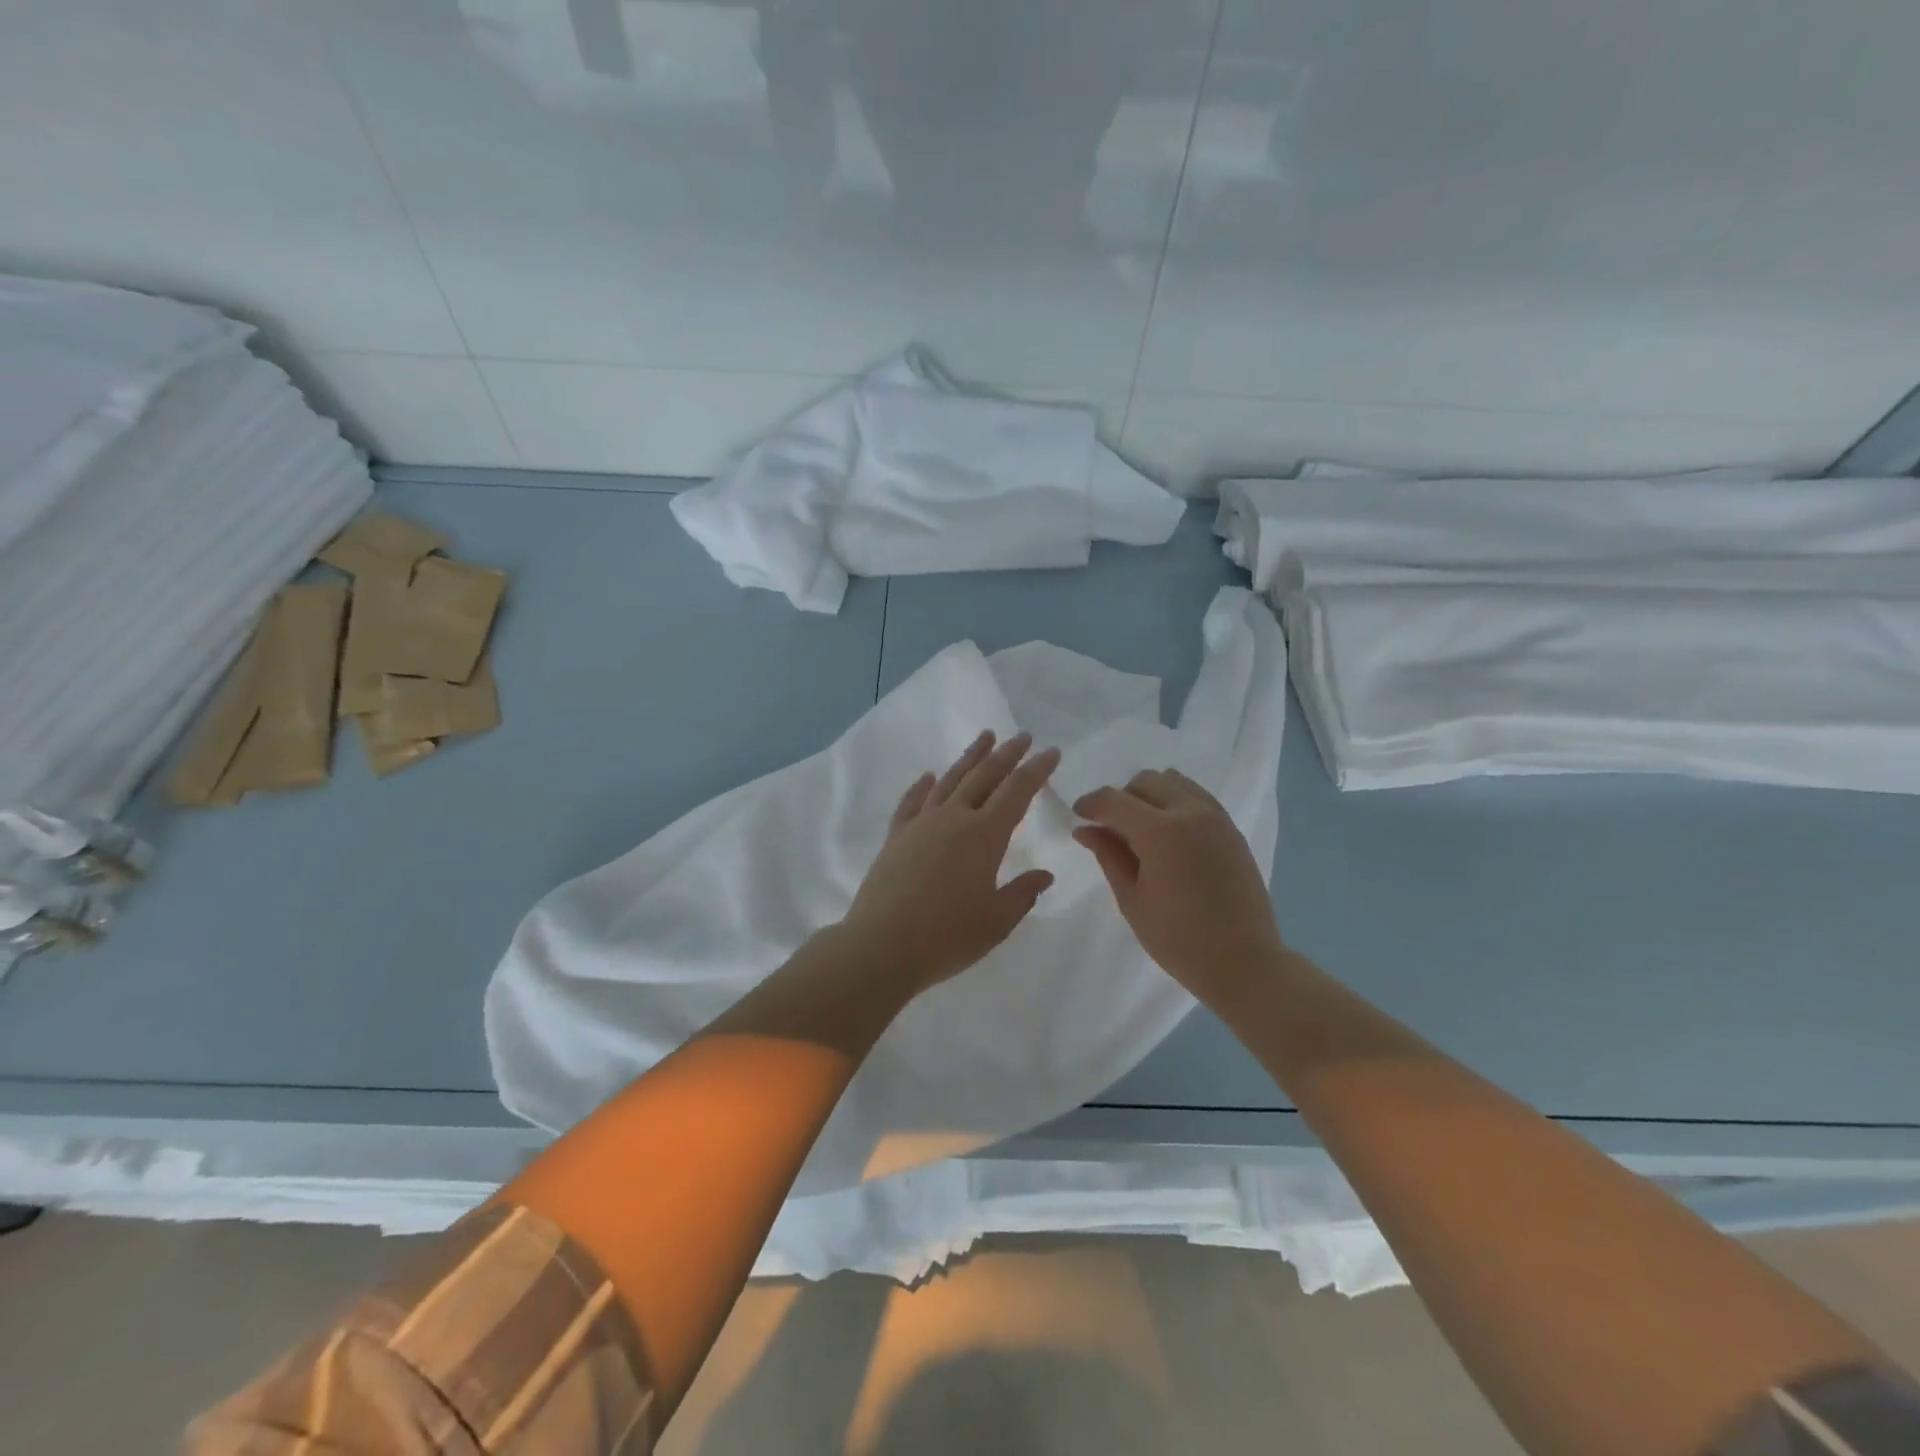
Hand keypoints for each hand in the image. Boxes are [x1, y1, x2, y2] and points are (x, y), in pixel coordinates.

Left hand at [841, 731, 1060, 1000]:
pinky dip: (923, 785)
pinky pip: (912, 801)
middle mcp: (953, 819)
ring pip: (950, 780)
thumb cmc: (946, 937)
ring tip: (985, 737)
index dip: (1036, 770)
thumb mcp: (996, 921)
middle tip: (1023, 735)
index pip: (1017, 792)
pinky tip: (929, 776)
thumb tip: (1044, 875)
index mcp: (984, 836)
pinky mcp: (896, 837)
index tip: (1051, 752)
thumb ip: (1022, 893)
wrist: (881, 947)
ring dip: (970, 757)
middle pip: (984, 776)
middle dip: (1007, 754)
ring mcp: (920, 824)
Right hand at [1074, 769, 1284, 1007]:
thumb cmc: (1178, 939)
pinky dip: (1175, 802)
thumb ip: (1108, 854)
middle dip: (1121, 798)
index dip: (1090, 804)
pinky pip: (1196, 796)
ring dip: (1150, 796)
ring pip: (1173, 781)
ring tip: (1142, 830)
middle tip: (1111, 829)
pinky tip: (1169, 835)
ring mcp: (1215, 817)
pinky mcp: (1231, 828)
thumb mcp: (1132, 899)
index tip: (1078, 816)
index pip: (1113, 800)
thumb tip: (1085, 828)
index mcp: (1160, 832)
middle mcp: (1190, 812)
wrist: (1244, 962)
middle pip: (1144, 781)